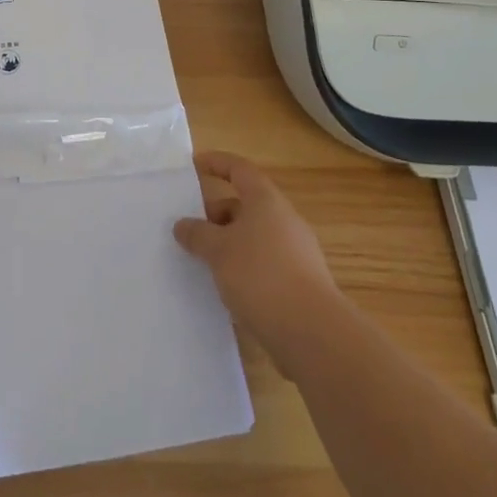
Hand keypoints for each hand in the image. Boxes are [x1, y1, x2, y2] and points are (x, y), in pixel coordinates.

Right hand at [174, 152, 341, 358]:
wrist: (314, 334)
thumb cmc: (261, 276)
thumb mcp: (218, 251)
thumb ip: (197, 234)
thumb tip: (183, 225)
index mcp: (266, 200)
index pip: (239, 169)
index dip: (216, 163)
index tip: (193, 167)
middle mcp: (284, 219)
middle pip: (246, 205)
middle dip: (216, 214)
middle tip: (191, 231)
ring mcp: (297, 252)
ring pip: (254, 237)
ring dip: (229, 244)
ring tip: (205, 264)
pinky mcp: (301, 283)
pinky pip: (265, 263)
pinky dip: (244, 268)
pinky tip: (229, 290)